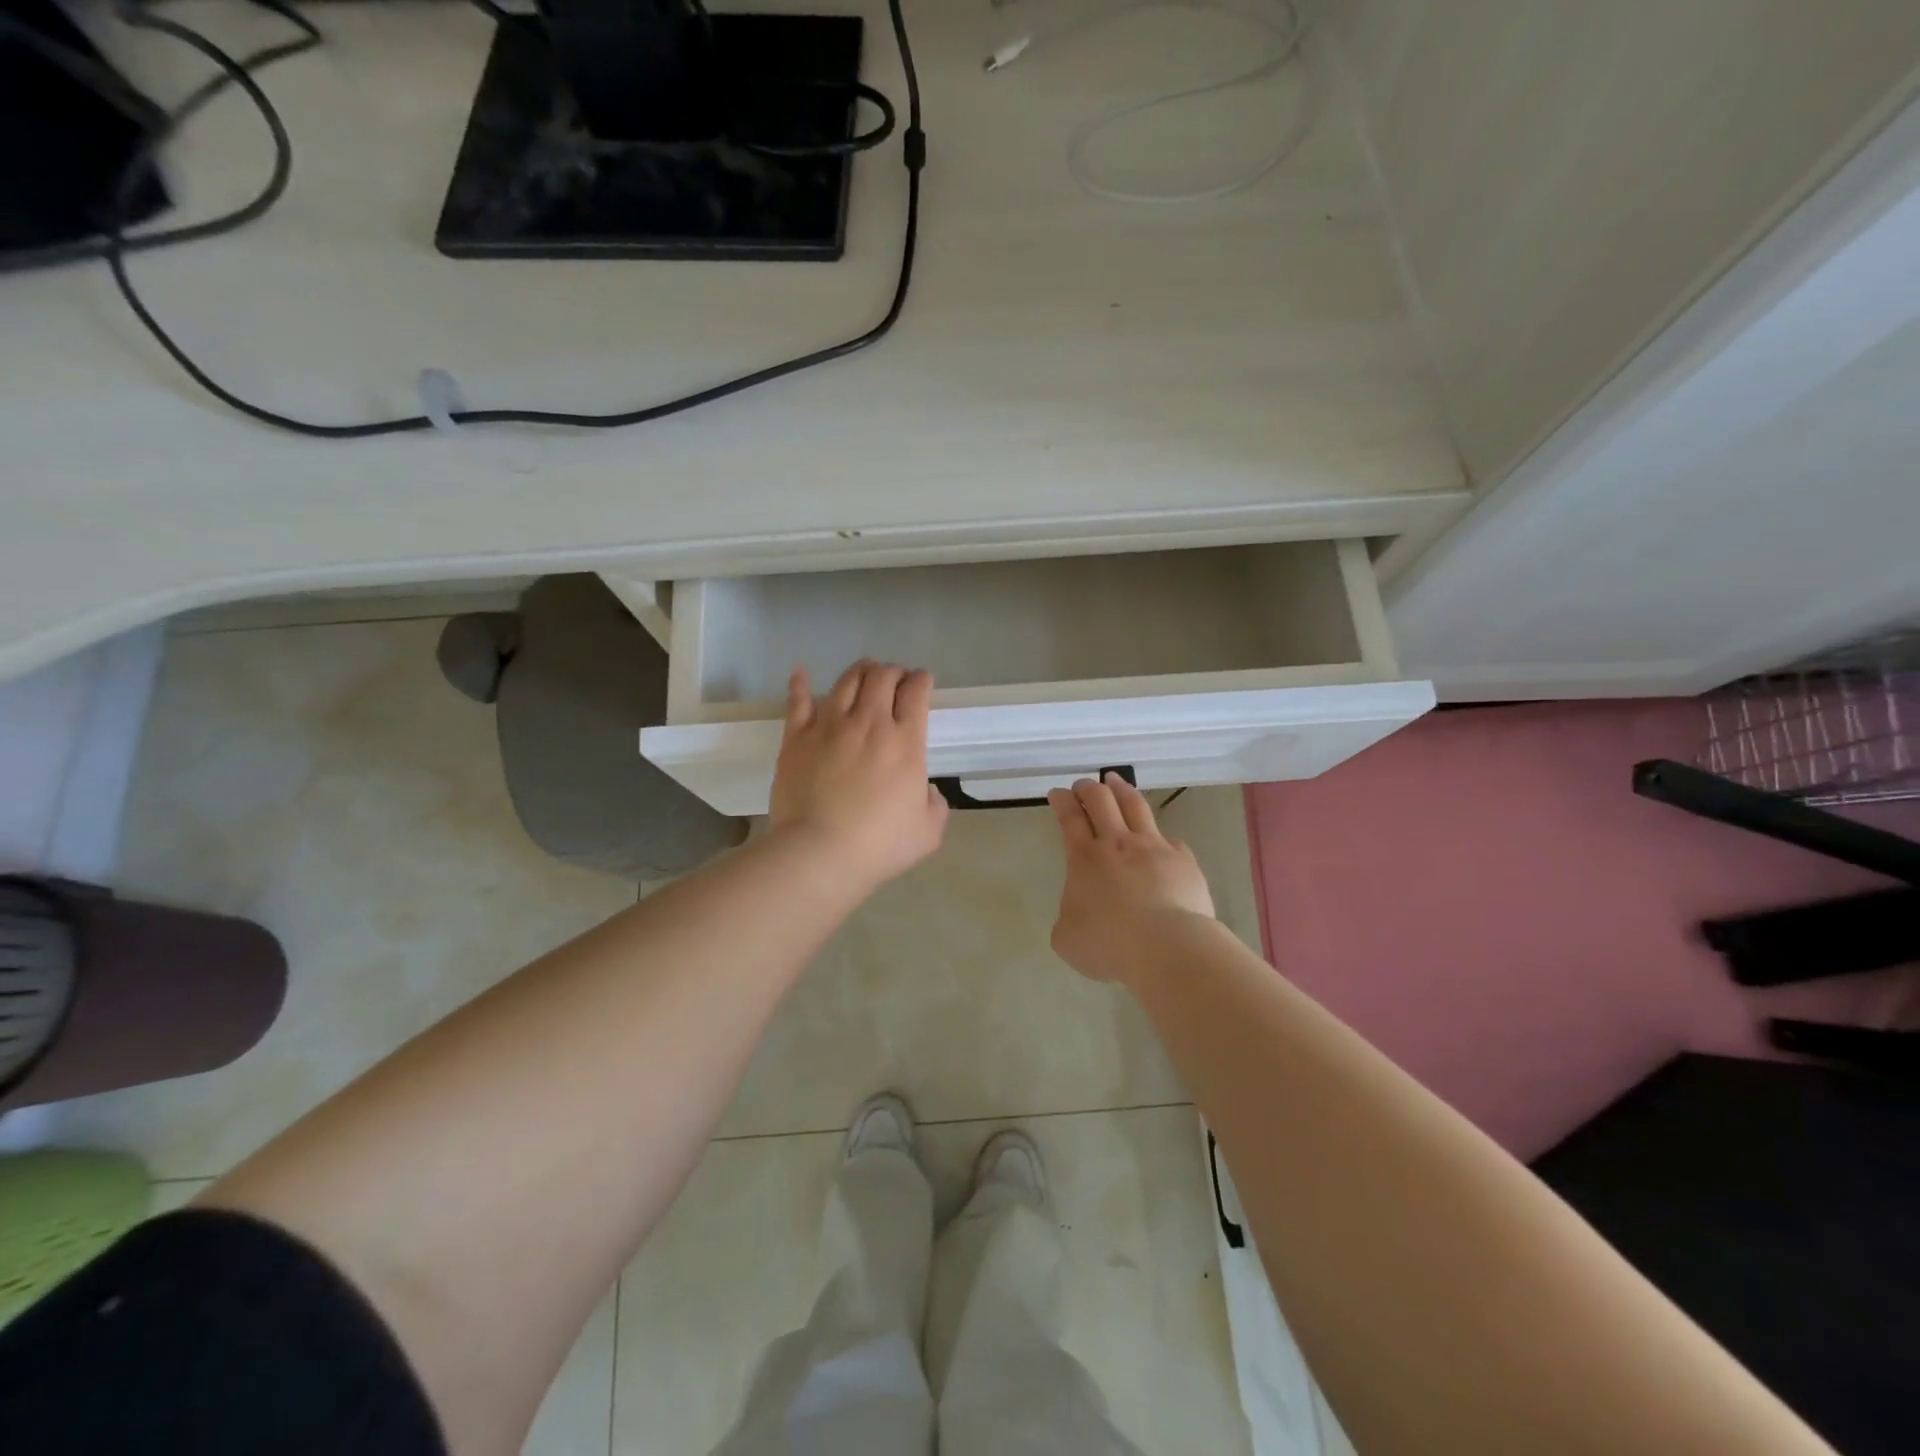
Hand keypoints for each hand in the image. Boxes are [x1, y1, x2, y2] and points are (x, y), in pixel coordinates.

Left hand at [769, 660, 949, 893]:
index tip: (922, 682)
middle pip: (882, 677)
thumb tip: (924, 790)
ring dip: (860, 670)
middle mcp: (869, 723)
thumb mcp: (928, 831)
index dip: (921, 681)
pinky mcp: (796, 738)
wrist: (819, 853)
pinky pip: (798, 700)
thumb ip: (934, 804)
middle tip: (895, 679)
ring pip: (847, 681)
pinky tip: (801, 672)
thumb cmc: (878, 845)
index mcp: (905, 742)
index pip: (916, 693)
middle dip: (893, 671)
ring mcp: (829, 726)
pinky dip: (801, 683)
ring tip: (864, 672)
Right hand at [1047, 773, 1214, 984]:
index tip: (1057, 793)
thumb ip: (1068, 917)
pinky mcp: (1183, 861)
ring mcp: (1154, 847)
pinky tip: (1160, 842)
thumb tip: (1078, 912)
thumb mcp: (1067, 938)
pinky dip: (1159, 838)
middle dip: (1088, 787)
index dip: (1061, 801)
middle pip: (1101, 800)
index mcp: (1084, 858)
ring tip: (1115, 781)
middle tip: (1083, 785)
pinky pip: (1169, 840)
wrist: (1167, 948)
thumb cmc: (1109, 945)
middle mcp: (1118, 843)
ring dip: (1121, 790)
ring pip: (1135, 806)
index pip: (1069, 817)